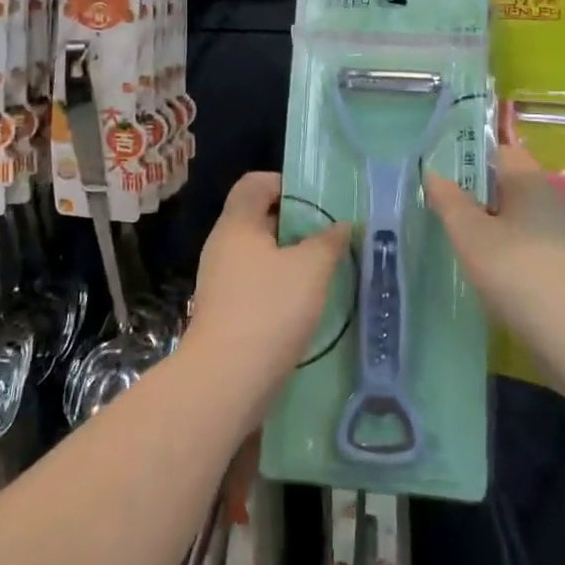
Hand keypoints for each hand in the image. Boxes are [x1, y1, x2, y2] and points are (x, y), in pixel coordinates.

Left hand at [186, 172, 348, 388]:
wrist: (226, 381)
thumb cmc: (268, 309)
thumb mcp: (310, 269)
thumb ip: (329, 241)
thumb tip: (343, 225)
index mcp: (237, 224)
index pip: (254, 184)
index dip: (284, 184)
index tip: (315, 202)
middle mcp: (223, 247)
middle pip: (259, 219)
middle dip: (295, 224)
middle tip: (330, 236)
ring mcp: (221, 282)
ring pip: (260, 255)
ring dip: (291, 259)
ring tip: (325, 270)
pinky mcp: (226, 313)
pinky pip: (257, 285)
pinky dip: (281, 287)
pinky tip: (307, 304)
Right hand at [424, 141, 564, 334]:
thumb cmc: (516, 271)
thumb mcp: (470, 234)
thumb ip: (449, 201)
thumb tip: (434, 173)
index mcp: (531, 180)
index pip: (500, 151)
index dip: (471, 157)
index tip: (443, 174)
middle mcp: (553, 199)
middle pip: (510, 184)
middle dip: (479, 194)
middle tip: (445, 209)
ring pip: (520, 217)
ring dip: (493, 225)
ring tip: (462, 243)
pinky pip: (530, 245)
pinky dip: (509, 251)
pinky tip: (491, 272)